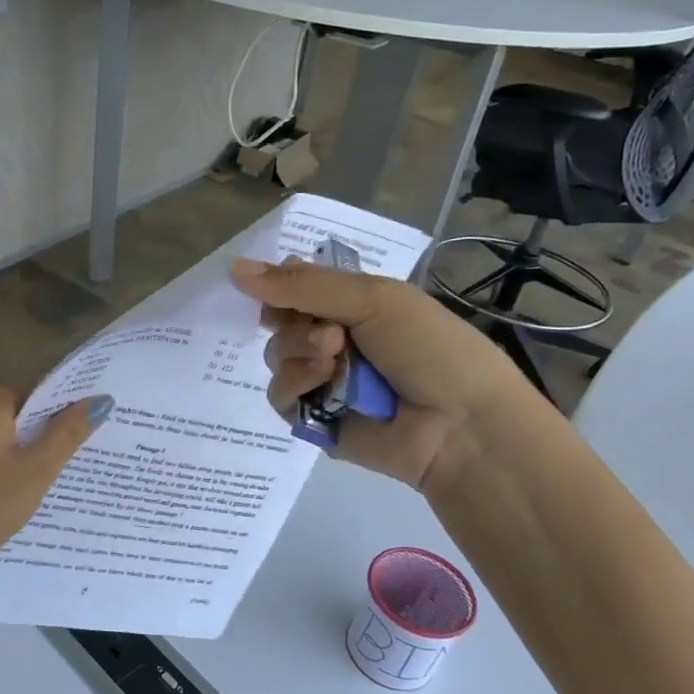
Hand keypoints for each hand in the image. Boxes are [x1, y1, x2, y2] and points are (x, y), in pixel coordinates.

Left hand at [0, 385, 112, 583]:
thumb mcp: (37, 470)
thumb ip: (69, 432)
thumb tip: (100, 399)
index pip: (37, 390)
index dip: (66, 410)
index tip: (90, 433)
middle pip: (18, 408)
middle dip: (46, 430)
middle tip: (76, 459)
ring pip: (1, 429)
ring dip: (25, 447)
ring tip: (52, 476)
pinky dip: (3, 459)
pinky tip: (17, 487)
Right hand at [231, 257, 527, 490]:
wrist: (460, 425)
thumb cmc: (428, 349)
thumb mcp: (372, 299)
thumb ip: (303, 285)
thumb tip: (233, 267)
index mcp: (353, 305)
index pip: (296, 287)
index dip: (280, 286)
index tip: (279, 288)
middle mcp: (333, 339)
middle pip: (279, 321)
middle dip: (295, 323)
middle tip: (333, 333)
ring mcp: (323, 380)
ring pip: (274, 357)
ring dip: (298, 352)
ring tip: (335, 360)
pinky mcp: (314, 419)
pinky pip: (280, 395)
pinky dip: (296, 384)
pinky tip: (324, 384)